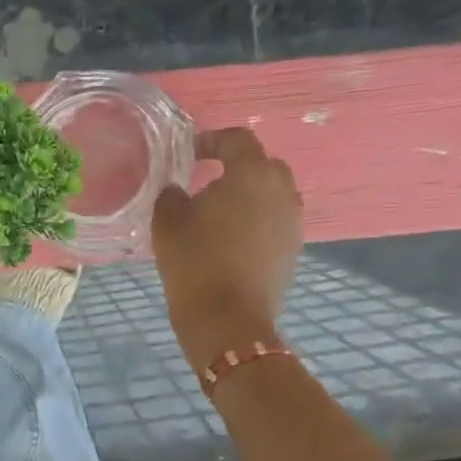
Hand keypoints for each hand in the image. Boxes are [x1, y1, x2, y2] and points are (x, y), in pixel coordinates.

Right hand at [151, 127, 303, 367]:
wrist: (228, 320)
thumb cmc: (195, 263)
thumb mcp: (167, 222)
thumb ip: (172, 194)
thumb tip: (179, 190)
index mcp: (252, 174)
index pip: (237, 139)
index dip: (211, 140)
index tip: (188, 154)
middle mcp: (282, 190)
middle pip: (261, 164)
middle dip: (234, 167)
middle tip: (205, 181)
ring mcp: (293, 221)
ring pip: (271, 194)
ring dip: (246, 196)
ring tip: (216, 213)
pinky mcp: (293, 249)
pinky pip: (274, 221)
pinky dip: (254, 220)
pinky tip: (229, 239)